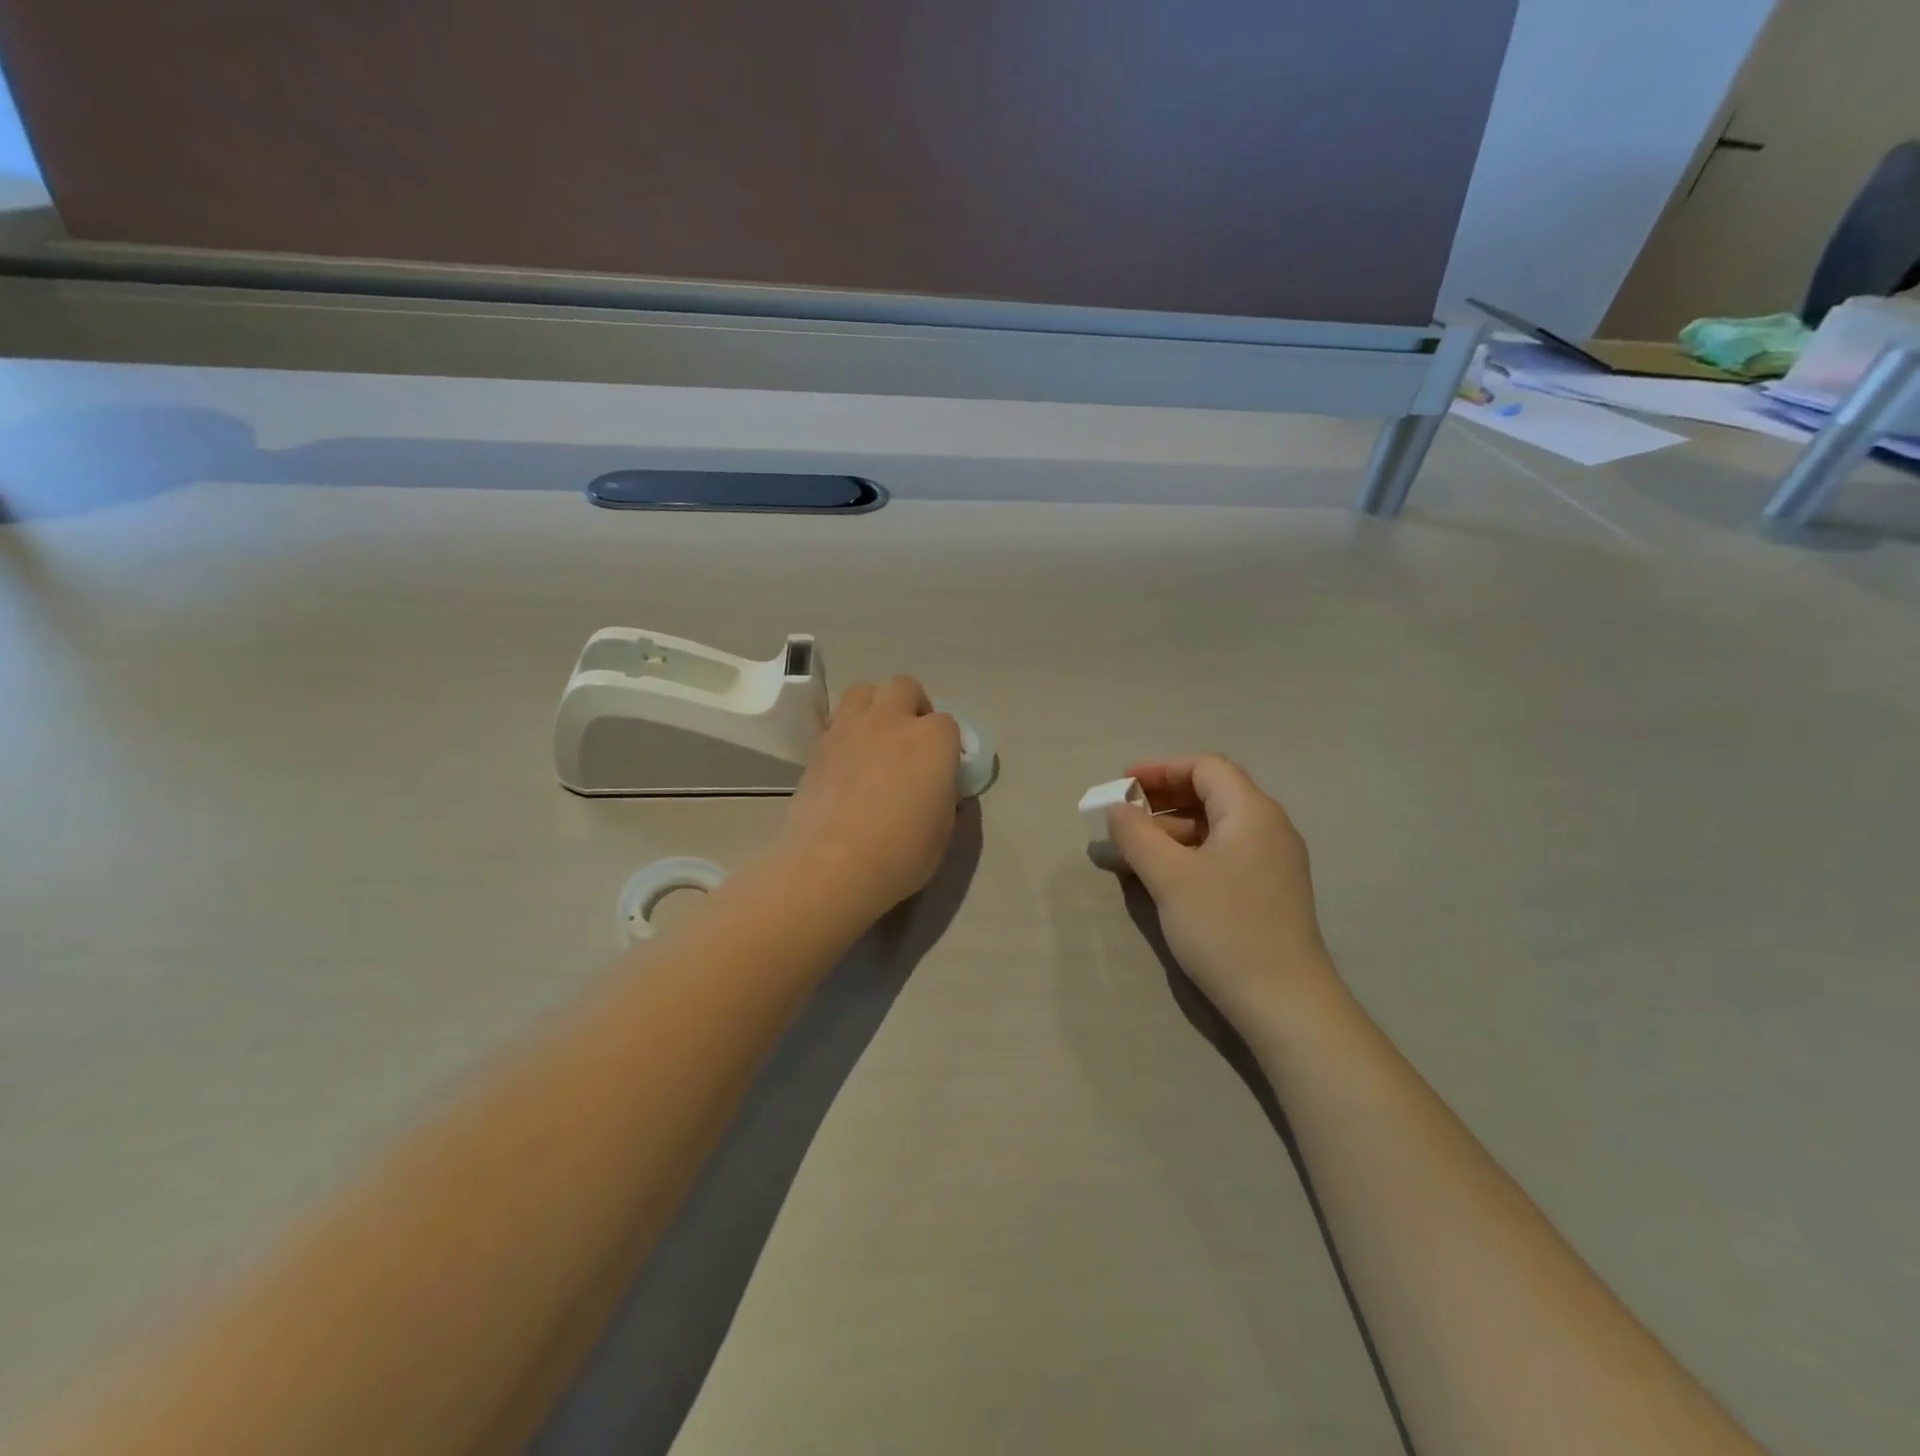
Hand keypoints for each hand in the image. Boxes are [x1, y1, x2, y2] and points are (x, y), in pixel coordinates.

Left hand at [780, 675, 961, 921]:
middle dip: (912, 707)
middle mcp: (892, 721)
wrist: (833, 866)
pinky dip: (846, 730)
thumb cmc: (901, 853)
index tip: (940, 769)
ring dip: (875, 706)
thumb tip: (938, 786)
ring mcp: (850, 728)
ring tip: (875, 738)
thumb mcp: (943, 829)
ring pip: (864, 691)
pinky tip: (848, 760)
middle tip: (910, 741)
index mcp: (932, 739)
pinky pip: (836, 720)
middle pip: (905, 688)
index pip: (947, 723)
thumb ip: (945, 795)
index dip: (946, 745)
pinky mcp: (818, 745)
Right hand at [1106, 755, 1338, 1030]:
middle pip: (1212, 792)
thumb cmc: (1224, 928)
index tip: (1122, 784)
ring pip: (1216, 826)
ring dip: (1173, 829)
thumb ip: (1136, 835)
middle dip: (1163, 798)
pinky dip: (1190, 852)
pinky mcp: (1269, 890)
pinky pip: (1224, 853)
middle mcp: (1268, 827)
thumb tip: (1117, 809)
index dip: (1161, 768)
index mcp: (1251, 812)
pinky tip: (1164, 876)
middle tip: (1124, 816)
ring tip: (1135, 850)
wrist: (1284, 1002)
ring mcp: (1272, 861)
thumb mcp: (1169, 877)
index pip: (1205, 767)